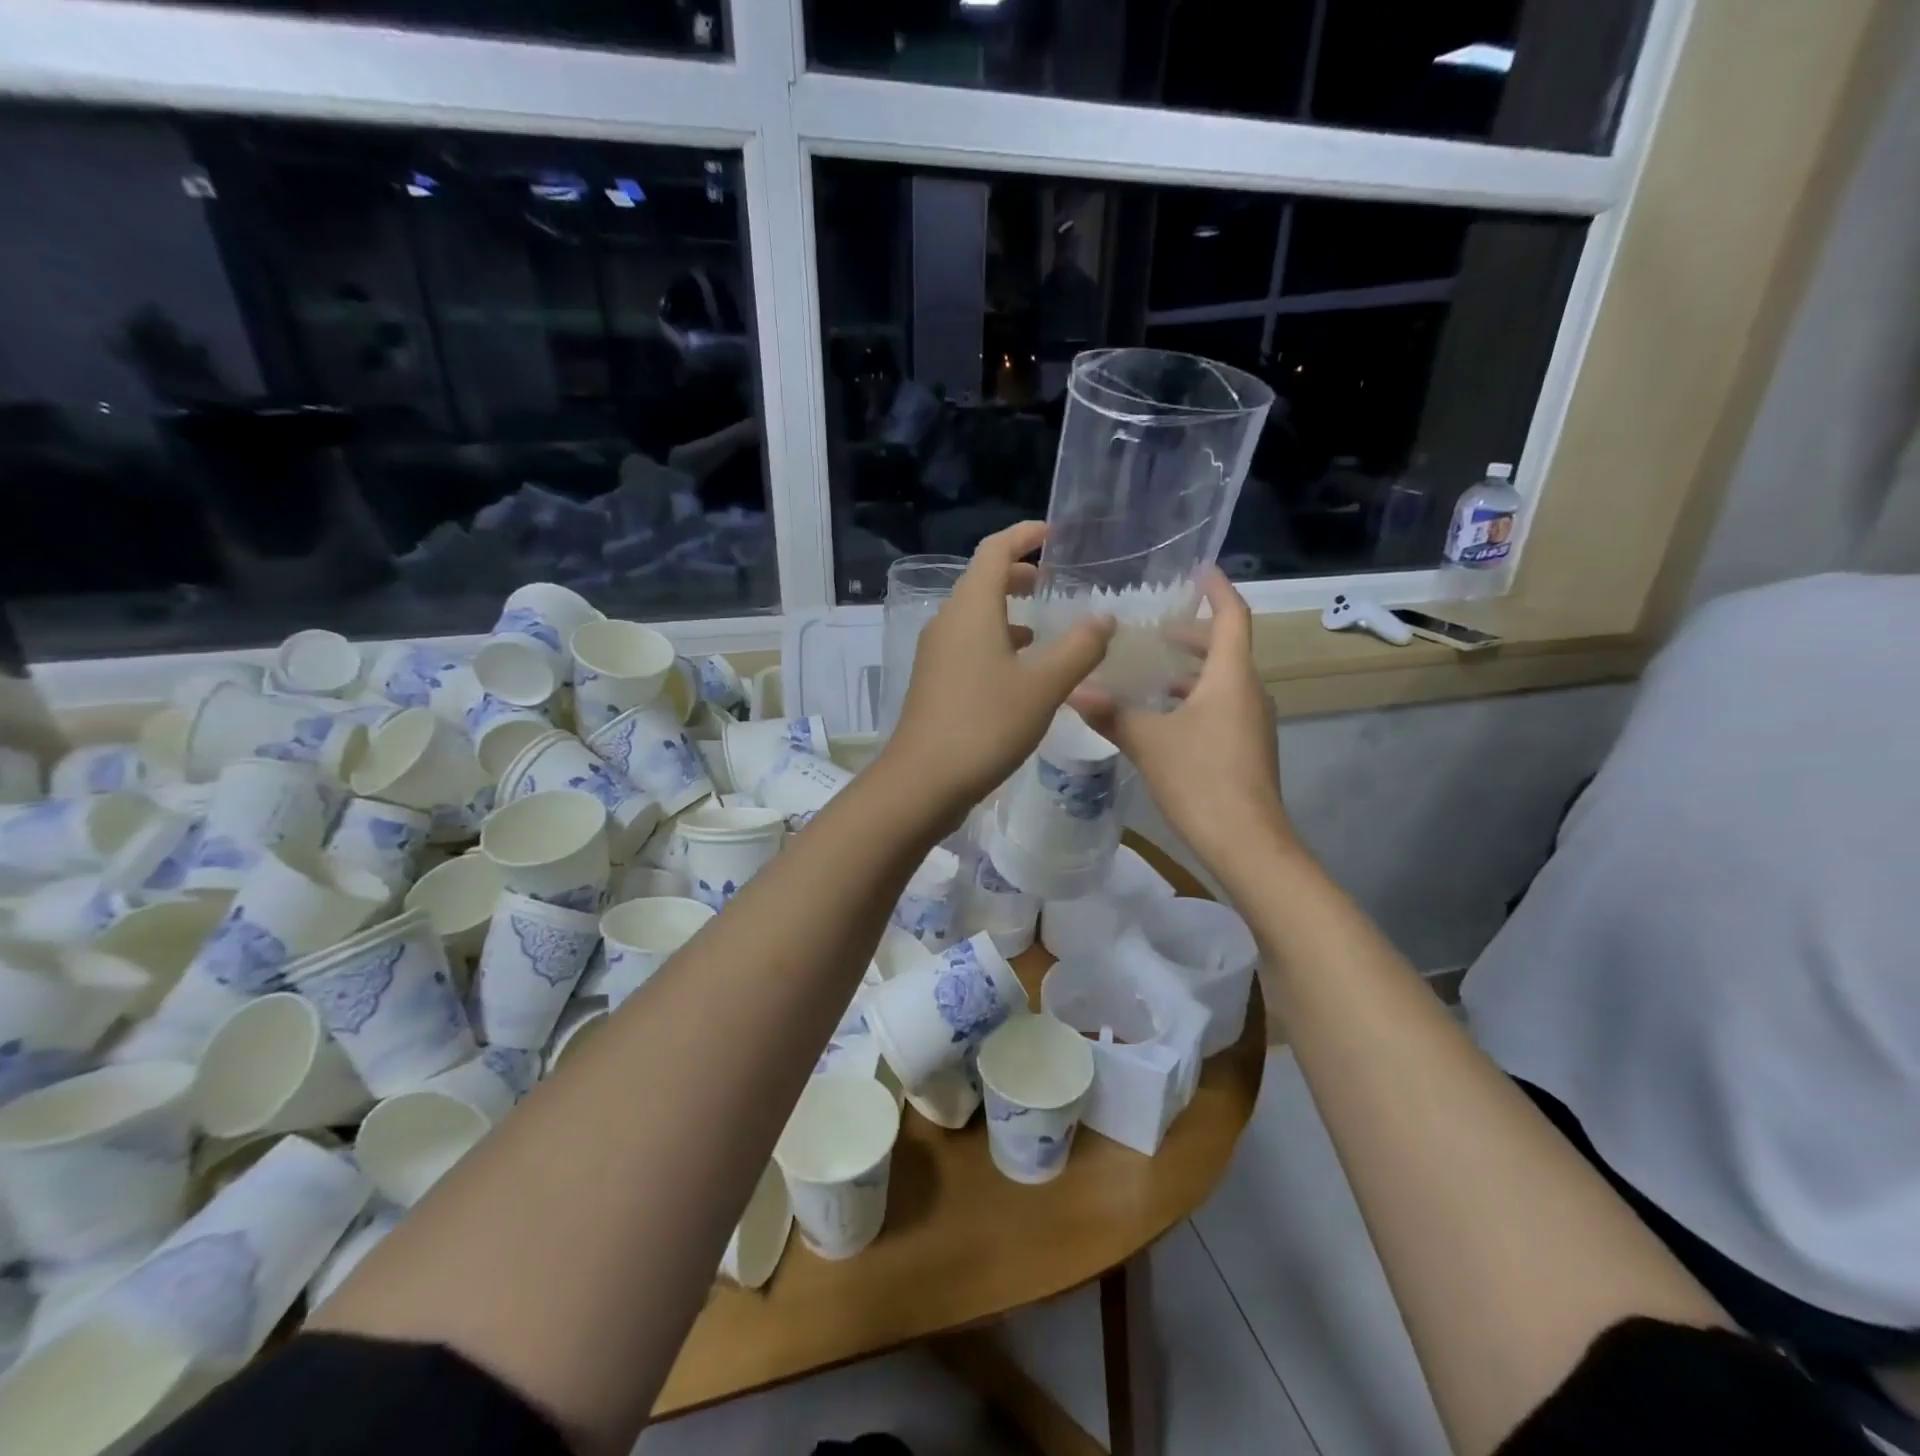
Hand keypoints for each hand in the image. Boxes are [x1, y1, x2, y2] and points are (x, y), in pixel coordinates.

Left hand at [883, 522, 1113, 823]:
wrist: (924, 780)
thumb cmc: (985, 724)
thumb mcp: (1044, 686)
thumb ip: (1079, 648)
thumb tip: (1104, 619)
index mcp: (971, 608)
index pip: (995, 551)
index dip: (1024, 536)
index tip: (1054, 534)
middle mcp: (948, 621)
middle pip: (983, 581)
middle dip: (1019, 575)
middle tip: (1056, 582)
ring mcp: (937, 653)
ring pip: (976, 617)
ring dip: (1010, 613)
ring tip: (1047, 628)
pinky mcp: (935, 681)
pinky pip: (970, 645)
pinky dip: (998, 643)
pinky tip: (1022, 672)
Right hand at [1074, 569, 1290, 873]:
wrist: (1247, 842)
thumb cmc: (1201, 780)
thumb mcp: (1148, 742)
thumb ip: (1111, 713)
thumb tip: (1073, 690)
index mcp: (1231, 677)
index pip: (1232, 617)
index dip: (1217, 590)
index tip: (1198, 570)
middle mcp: (1248, 692)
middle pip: (1226, 648)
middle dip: (1194, 633)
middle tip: (1156, 628)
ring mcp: (1251, 722)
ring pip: (1223, 680)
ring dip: (1192, 670)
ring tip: (1152, 671)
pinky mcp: (1246, 748)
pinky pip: (1221, 706)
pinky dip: (1194, 698)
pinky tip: (1163, 717)